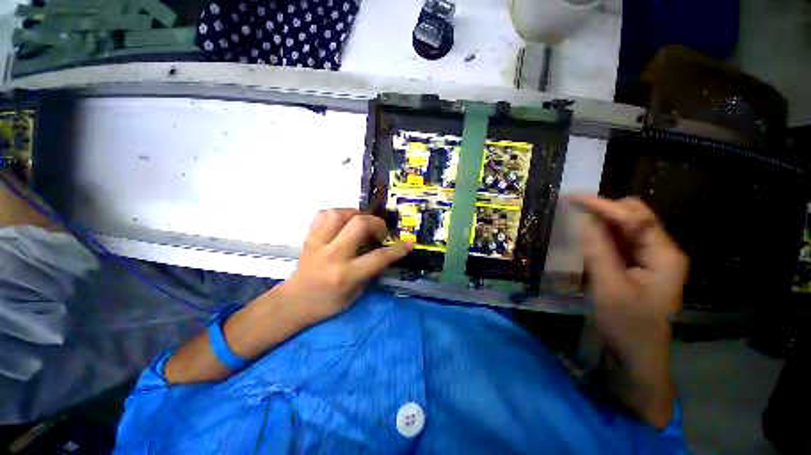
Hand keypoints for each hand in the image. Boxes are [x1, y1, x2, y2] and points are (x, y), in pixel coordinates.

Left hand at [279, 208, 412, 325]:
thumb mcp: (356, 293)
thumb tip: (385, 251)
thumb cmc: (328, 303)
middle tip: (379, 232)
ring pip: (339, 213)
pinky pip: (323, 214)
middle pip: (359, 224)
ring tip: (362, 223)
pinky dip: (338, 214)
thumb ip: (372, 270)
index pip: (378, 257)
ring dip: (356, 214)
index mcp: (346, 274)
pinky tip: (343, 223)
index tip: (409, 243)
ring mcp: (318, 243)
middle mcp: (332, 255)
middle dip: (376, 223)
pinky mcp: (309, 237)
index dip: (397, 249)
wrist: (293, 302)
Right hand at [571, 196, 687, 359]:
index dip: (604, 205)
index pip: (635, 218)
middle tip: (574, 210)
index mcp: (664, 255)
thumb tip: (585, 220)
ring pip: (627, 229)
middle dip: (605, 210)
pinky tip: (589, 238)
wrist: (638, 356)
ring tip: (577, 220)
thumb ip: (598, 251)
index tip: (574, 198)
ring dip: (603, 222)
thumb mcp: (609, 287)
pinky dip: (604, 236)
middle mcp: (662, 251)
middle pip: (635, 217)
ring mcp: (652, 259)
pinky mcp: (639, 267)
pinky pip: (621, 242)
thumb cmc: (628, 325)